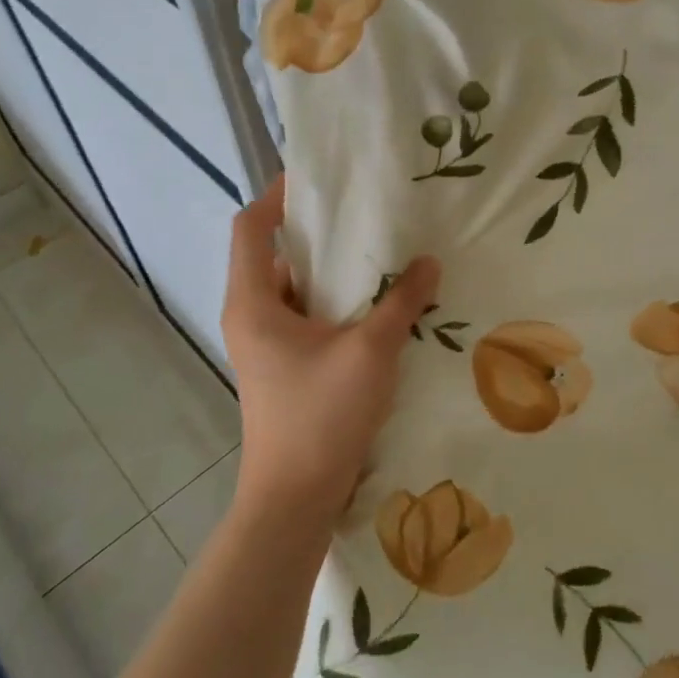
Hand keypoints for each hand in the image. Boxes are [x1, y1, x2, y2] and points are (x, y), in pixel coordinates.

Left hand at [220, 178, 440, 530]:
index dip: (277, 196)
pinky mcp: (283, 367)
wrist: (295, 498)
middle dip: (317, 233)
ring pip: (294, 289)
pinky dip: (334, 304)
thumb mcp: (370, 351)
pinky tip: (377, 305)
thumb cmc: (321, 416)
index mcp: (253, 302)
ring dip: (331, 272)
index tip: (316, 179)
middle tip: (364, 213)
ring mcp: (265, 345)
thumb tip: (428, 263)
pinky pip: (305, 318)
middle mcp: (250, 316)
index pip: (250, 228)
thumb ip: (401, 302)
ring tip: (378, 254)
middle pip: (274, 255)